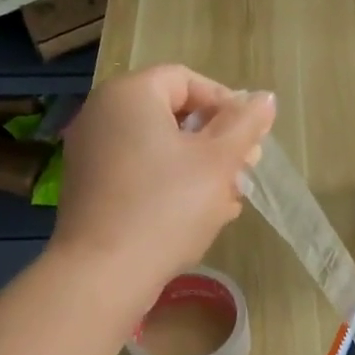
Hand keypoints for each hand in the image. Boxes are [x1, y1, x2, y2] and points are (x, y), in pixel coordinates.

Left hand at [52, 64, 275, 300]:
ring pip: (158, 147)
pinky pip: (139, 172)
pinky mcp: (90, 188)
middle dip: (216, 141)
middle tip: (245, 171)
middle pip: (172, 114)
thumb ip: (245, 124)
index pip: (187, 80)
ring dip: (199, 167)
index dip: (226, 104)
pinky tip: (198, 216)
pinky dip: (170, 185)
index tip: (250, 138)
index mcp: (130, 94)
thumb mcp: (218, 162)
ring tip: (228, 200)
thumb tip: (264, 98)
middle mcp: (103, 114)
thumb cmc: (166, 207)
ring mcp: (91, 153)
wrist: (104, 274)